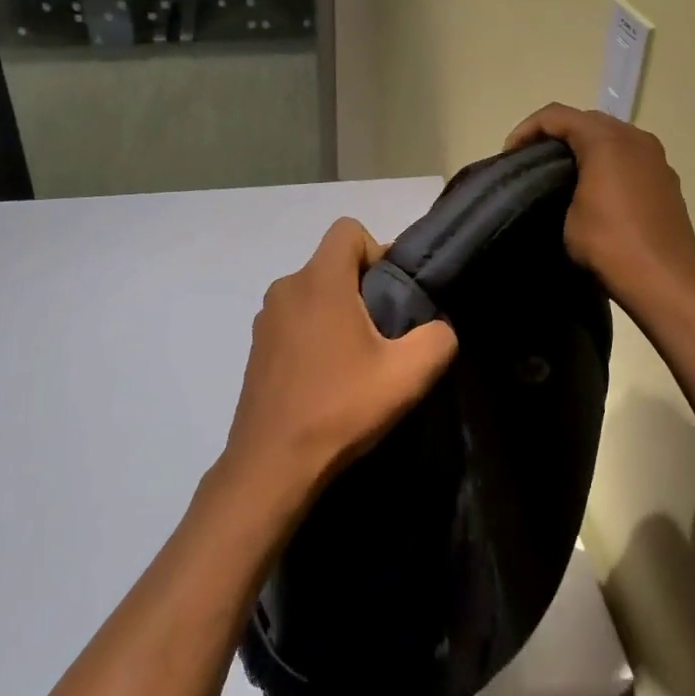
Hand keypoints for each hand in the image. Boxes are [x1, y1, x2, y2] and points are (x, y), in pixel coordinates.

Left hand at [221, 218, 458, 499]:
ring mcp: (265, 320)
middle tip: (385, 336)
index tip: (393, 295)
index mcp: (319, 281)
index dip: (378, 252)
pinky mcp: (257, 349)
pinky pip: (295, 322)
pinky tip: (328, 380)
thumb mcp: (408, 375)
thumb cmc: (340, 409)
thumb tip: (437, 327)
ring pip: (313, 295)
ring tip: (357, 363)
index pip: (348, 230)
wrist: (272, 465)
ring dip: (339, 315)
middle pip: (332, 264)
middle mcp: (286, 288)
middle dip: (363, 289)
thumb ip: (437, 338)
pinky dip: (315, 336)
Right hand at [506, 104, 694, 316]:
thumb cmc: (609, 244)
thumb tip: (563, 188)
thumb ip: (559, 188)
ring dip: (584, 147)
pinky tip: (596, 191)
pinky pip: (630, 157)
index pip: (556, 116)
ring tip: (562, 175)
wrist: (665, 279)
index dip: (526, 129)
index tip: (509, 156)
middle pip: (586, 120)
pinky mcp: (666, 179)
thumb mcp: (567, 217)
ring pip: (612, 137)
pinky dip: (607, 163)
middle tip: (532, 161)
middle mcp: (635, 138)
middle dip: (555, 134)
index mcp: (606, 140)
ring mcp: (656, 157)